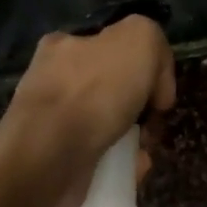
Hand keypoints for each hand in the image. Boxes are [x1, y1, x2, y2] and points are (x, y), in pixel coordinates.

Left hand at [0, 15, 176, 206]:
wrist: (47, 159)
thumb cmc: (94, 92)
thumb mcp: (140, 38)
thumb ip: (153, 41)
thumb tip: (153, 76)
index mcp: (64, 44)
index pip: (114, 45)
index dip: (146, 65)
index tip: (159, 89)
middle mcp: (54, 79)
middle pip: (114, 87)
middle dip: (141, 105)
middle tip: (154, 120)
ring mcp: (52, 123)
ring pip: (109, 124)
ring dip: (135, 137)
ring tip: (145, 149)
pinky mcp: (55, 160)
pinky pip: (99, 157)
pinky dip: (122, 163)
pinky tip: (133, 168)